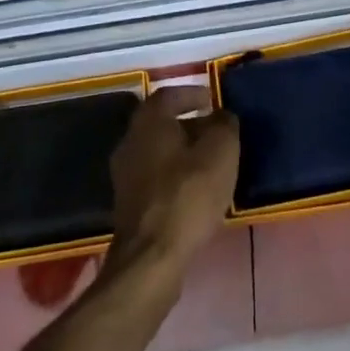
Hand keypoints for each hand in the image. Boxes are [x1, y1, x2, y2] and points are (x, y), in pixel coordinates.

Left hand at [109, 85, 239, 275]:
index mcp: (149, 120)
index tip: (212, 100)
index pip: (169, 94)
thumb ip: (224, 125)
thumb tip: (222, 116)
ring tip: (210, 163)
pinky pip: (154, 177)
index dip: (192, 94)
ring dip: (182, 152)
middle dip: (189, 125)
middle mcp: (130, 140)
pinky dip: (174, 176)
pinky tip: (194, 190)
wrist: (152, 256)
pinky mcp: (128, 204)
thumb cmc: (188, 194)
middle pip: (161, 123)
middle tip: (215, 132)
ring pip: (158, 151)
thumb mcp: (221, 152)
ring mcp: (124, 174)